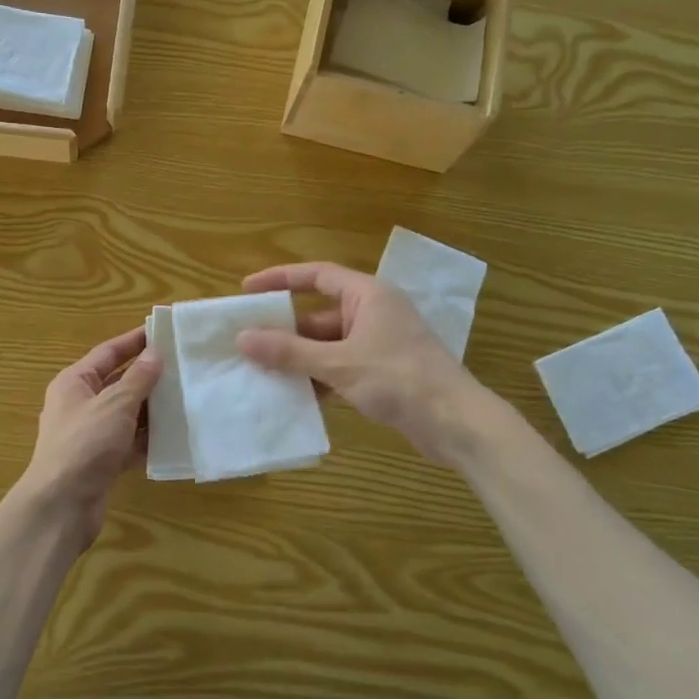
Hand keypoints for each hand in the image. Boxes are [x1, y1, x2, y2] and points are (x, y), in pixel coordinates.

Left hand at [20, 324, 162, 545]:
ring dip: (152, 408)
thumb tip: (155, 353)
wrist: (62, 505)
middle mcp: (80, 404)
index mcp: (74, 382)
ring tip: (186, 396)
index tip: (163, 331)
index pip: (108, 352)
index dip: (134, 340)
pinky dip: (148, 438)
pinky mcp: (101, 461)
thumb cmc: (85, 444)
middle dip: (148, 376)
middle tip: (183, 365)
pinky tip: (175, 434)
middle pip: (118, 382)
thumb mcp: (115, 405)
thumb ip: (138, 379)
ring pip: (126, 414)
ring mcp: (90, 435)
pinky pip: (129, 442)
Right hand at [236, 261, 494, 464]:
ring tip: (261, 371)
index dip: (280, 279)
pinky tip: (294, 395)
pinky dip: (318, 377)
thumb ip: (289, 352)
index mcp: (367, 295)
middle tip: (247, 342)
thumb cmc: (399, 379)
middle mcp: (373, 312)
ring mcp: (378, 344)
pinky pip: (339, 366)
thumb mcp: (338, 364)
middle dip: (285, 330)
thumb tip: (242, 338)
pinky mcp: (382, 372)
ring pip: (327, 344)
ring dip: (299, 358)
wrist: (456, 423)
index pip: (317, 275)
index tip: (247, 290)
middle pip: (318, 314)